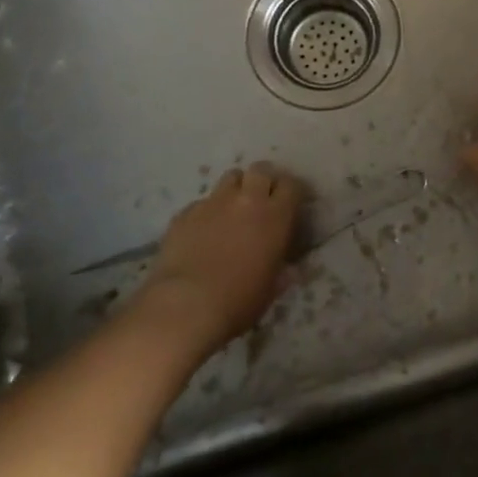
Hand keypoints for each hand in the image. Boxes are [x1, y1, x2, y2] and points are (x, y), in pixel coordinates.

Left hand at [140, 163, 302, 353]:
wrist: (185, 306)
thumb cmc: (238, 302)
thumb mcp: (271, 290)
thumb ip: (282, 272)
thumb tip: (289, 269)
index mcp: (275, 216)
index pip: (292, 184)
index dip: (292, 191)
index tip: (291, 203)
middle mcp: (247, 200)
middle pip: (261, 170)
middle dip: (264, 180)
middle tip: (262, 198)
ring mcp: (214, 202)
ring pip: (231, 177)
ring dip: (236, 188)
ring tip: (233, 207)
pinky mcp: (185, 212)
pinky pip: (202, 202)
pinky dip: (207, 211)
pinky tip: (202, 231)